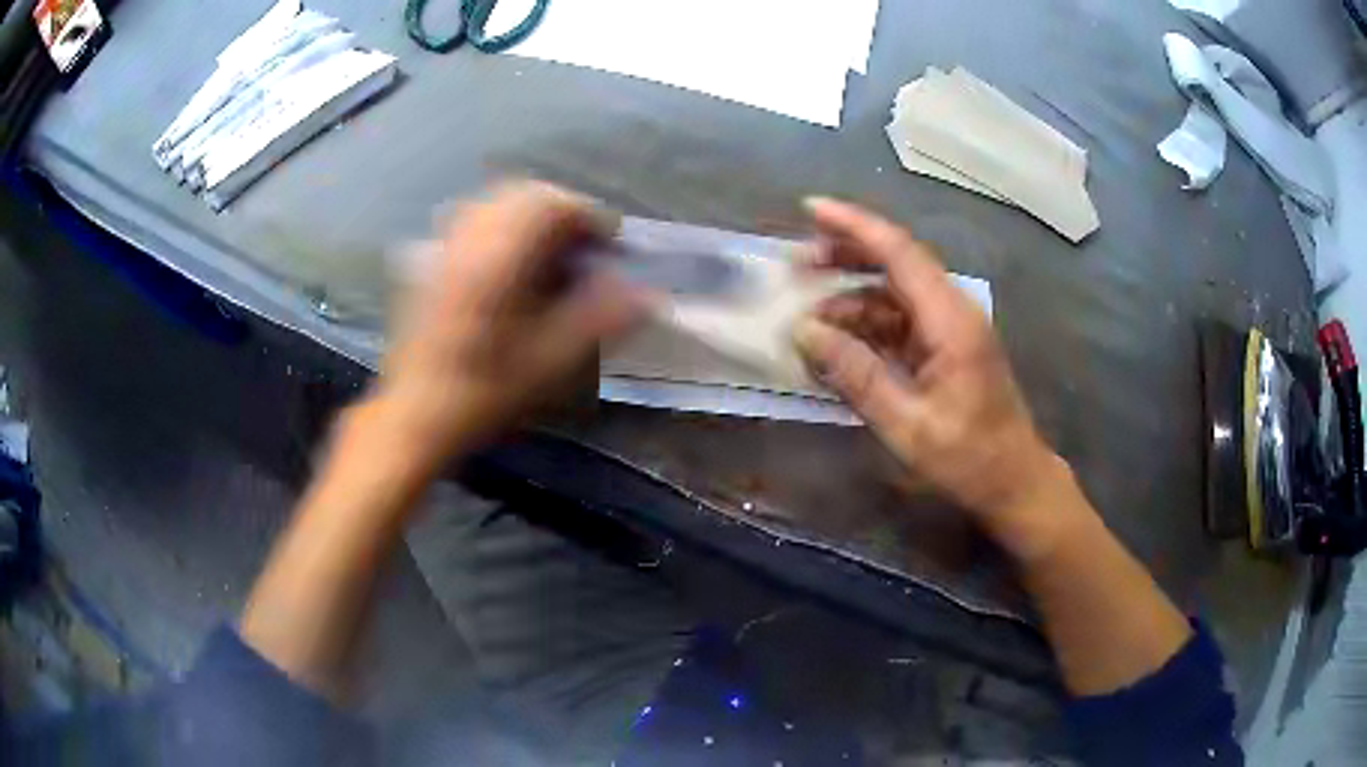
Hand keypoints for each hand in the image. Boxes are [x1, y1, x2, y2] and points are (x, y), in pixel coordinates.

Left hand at [373, 181, 642, 468]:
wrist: (414, 415)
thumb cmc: (482, 394)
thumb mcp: (548, 364)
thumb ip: (600, 321)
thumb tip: (648, 296)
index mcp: (497, 259)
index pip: (549, 205)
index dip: (588, 216)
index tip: (610, 245)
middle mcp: (469, 241)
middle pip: (522, 193)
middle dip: (562, 211)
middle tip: (585, 246)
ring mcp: (446, 248)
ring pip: (496, 203)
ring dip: (532, 215)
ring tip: (553, 250)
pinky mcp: (433, 262)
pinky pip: (474, 220)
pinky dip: (504, 226)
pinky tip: (513, 260)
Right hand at [793, 198, 1061, 546]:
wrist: (1014, 481)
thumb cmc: (968, 458)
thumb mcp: (907, 425)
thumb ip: (856, 375)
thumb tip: (805, 331)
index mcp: (950, 320)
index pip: (899, 252)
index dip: (854, 225)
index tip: (809, 209)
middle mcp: (952, 310)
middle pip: (897, 261)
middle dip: (846, 253)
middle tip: (798, 262)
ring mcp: (950, 328)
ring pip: (895, 292)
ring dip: (852, 295)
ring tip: (809, 315)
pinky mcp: (945, 347)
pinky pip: (900, 321)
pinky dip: (867, 325)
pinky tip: (838, 344)